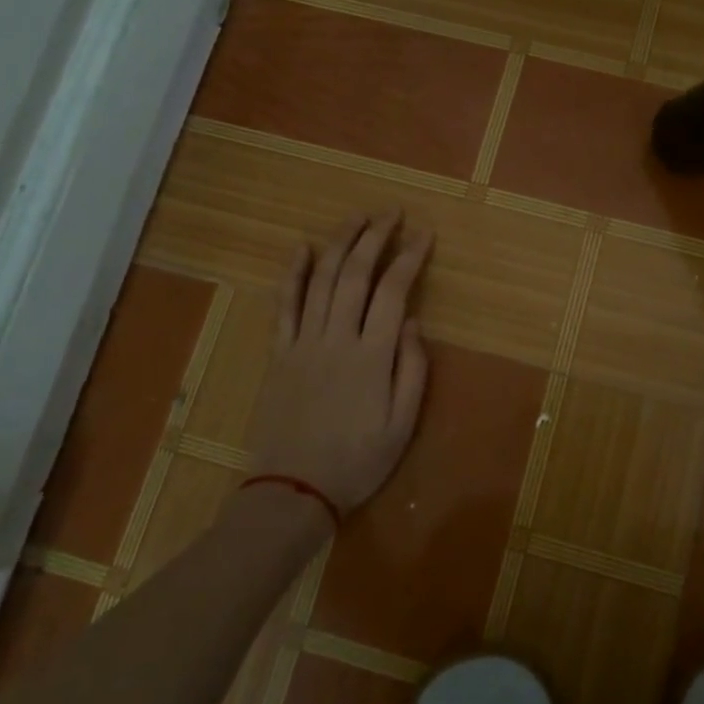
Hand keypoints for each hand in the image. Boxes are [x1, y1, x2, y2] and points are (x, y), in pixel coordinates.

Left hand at [244, 210, 432, 514]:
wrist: (292, 492)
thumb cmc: (357, 462)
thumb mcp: (402, 426)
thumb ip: (412, 370)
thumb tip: (415, 323)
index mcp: (372, 356)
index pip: (394, 292)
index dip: (409, 257)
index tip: (424, 234)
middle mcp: (337, 339)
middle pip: (355, 275)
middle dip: (375, 237)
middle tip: (390, 211)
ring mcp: (303, 342)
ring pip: (320, 280)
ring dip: (339, 243)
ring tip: (356, 217)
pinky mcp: (279, 353)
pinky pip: (284, 305)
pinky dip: (292, 273)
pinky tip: (301, 247)